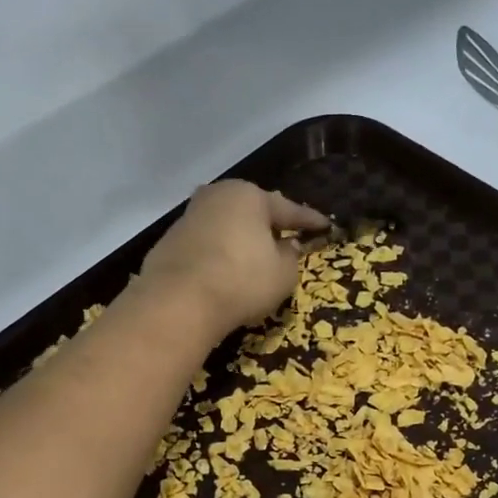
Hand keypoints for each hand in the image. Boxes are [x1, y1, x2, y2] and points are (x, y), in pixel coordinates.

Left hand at [140, 181, 329, 337]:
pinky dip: (221, 255)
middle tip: (287, 235)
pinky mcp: (170, 242)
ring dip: (243, 240)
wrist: (178, 301)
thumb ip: (290, 256)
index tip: (326, 226)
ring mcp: (190, 217)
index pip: (289, 209)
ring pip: (227, 226)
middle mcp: (217, 196)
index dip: (310, 221)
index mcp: (249, 196)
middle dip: (270, 225)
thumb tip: (286, 245)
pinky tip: (228, 272)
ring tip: (256, 257)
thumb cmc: (242, 280)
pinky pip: (208, 246)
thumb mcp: (283, 274)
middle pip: (252, 212)